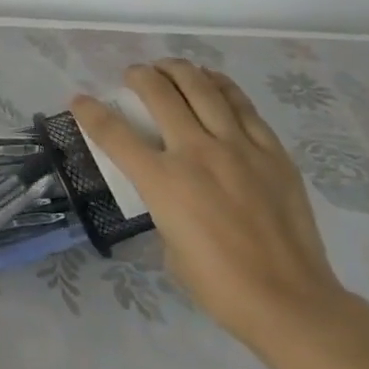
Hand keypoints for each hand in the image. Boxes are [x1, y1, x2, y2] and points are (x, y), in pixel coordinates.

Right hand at [72, 61, 345, 349]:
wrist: (288, 300)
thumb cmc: (216, 283)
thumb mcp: (167, 241)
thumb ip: (162, 202)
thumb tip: (169, 185)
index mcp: (162, 182)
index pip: (114, 133)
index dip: (90, 112)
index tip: (79, 99)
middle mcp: (196, 154)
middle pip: (160, 95)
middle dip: (139, 77)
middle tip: (133, 75)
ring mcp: (239, 149)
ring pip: (203, 90)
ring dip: (180, 71)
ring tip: (169, 67)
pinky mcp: (273, 153)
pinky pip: (243, 107)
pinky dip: (222, 87)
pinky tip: (213, 82)